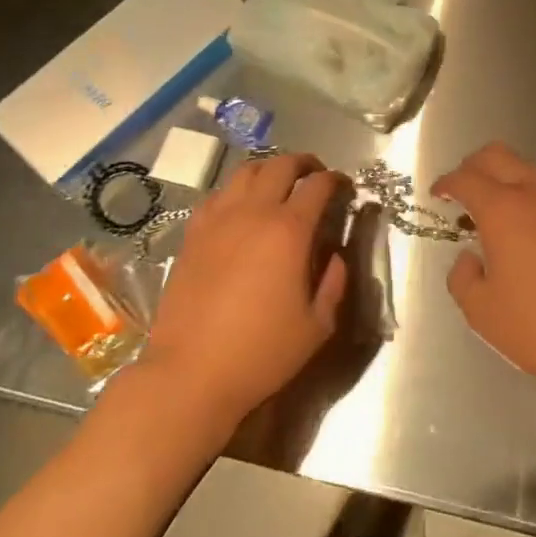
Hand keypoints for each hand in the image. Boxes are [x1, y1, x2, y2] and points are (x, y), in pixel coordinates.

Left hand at [141, 153, 349, 428]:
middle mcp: (253, 213)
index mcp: (289, 231)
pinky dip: (236, 190)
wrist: (190, 374)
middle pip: (281, 165)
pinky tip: (241, 208)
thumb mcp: (317, 326)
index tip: (345, 187)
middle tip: (316, 175)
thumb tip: (335, 256)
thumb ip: (334, 283)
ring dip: (269, 169)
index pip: (318, 186)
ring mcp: (218, 220)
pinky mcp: (192, 235)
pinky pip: (217, 195)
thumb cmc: (261, 353)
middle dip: (305, 163)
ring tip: (279, 183)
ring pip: (246, 172)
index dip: (336, 180)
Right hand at [432, 143, 535, 387]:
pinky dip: (527, 197)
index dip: (445, 183)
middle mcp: (534, 192)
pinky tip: (523, 230)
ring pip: (526, 169)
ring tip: (491, 215)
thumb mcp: (483, 312)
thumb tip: (469, 257)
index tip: (436, 196)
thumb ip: (462, 278)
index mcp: (503, 208)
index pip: (465, 178)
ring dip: (503, 180)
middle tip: (460, 192)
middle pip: (497, 155)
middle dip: (472, 167)